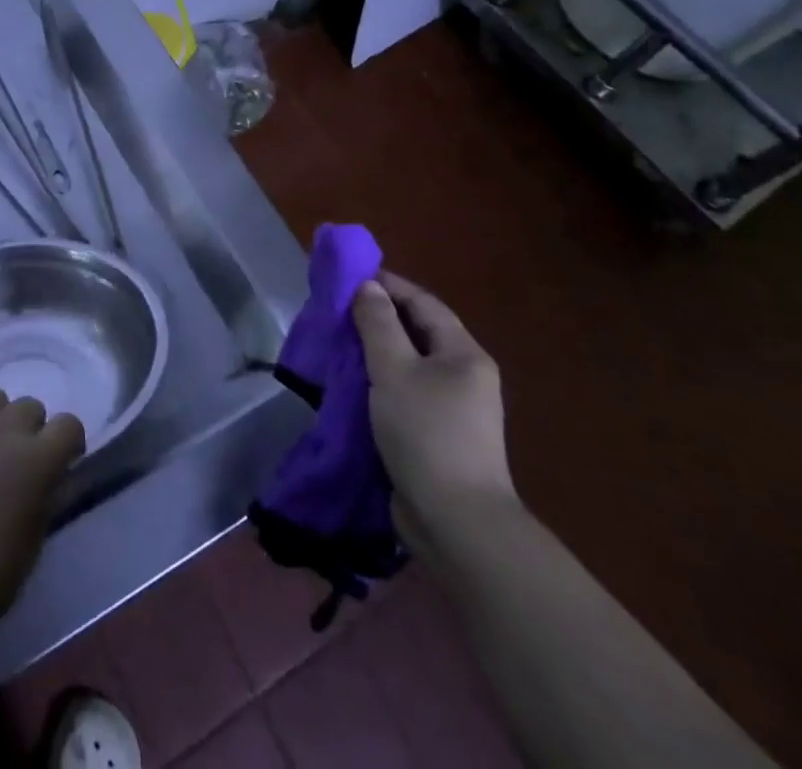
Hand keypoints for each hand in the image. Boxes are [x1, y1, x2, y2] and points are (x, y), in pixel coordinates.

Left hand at [0, 390, 84, 642]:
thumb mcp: (28, 550)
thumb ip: (41, 503)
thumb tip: (44, 483)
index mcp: (35, 462)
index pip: (69, 426)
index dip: (68, 443)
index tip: (62, 463)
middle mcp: (1, 432)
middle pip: (29, 407)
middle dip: (30, 431)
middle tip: (17, 465)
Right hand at [353, 273, 515, 539]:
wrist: (456, 523)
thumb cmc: (426, 433)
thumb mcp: (394, 369)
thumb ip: (378, 323)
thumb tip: (368, 287)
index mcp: (464, 354)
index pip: (423, 303)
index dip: (387, 285)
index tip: (349, 277)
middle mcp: (464, 376)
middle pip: (418, 332)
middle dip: (377, 318)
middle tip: (336, 311)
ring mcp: (454, 409)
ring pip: (409, 365)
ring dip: (375, 352)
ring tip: (338, 345)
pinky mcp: (438, 436)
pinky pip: (405, 393)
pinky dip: (379, 382)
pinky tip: (352, 386)